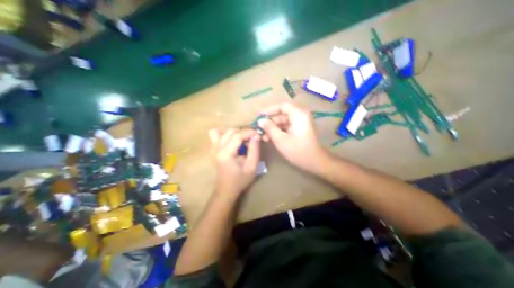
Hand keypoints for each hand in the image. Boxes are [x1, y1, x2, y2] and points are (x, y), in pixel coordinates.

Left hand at [207, 128, 260, 198]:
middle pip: (230, 131)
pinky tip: (231, 140)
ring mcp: (213, 148)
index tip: (258, 134)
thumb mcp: (252, 166)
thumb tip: (256, 135)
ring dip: (234, 132)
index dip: (249, 132)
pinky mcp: (212, 149)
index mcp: (226, 153)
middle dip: (243, 132)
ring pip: (222, 131)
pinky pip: (215, 134)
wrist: (226, 189)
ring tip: (242, 138)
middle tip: (252, 138)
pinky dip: (224, 133)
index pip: (237, 135)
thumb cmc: (240, 180)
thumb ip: (254, 149)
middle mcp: (217, 148)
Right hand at [257, 101, 328, 171]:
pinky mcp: (299, 130)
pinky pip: (286, 128)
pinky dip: (278, 132)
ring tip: (263, 137)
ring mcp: (300, 123)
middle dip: (270, 123)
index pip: (281, 106)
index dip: (269, 110)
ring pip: (283, 122)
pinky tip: (270, 139)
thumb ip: (269, 128)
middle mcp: (300, 116)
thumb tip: (260, 120)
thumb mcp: (280, 139)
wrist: (315, 163)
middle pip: (281, 115)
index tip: (259, 116)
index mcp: (298, 114)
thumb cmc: (298, 151)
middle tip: (259, 130)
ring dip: (273, 129)